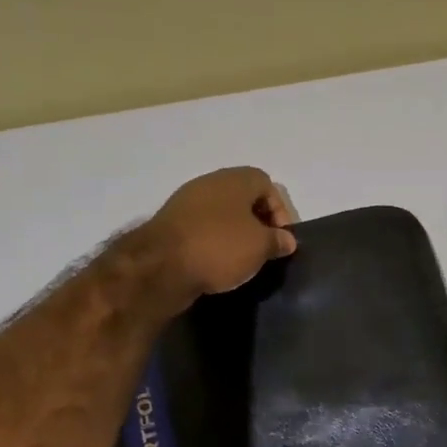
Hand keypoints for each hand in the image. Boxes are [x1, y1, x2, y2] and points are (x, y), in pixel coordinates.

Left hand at [143, 168, 296, 305]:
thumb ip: (278, 240)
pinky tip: (218, 263)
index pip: (266, 184)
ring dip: (235, 232)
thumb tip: (287, 240)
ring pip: (221, 213)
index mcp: (234, 180)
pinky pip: (202, 228)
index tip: (281, 238)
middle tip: (265, 248)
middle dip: (258, 221)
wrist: (160, 266)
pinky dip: (214, 242)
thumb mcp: (260, 247)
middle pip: (243, 197)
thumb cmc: (220, 247)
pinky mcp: (171, 225)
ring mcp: (186, 203)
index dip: (280, 210)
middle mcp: (209, 183)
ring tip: (243, 258)